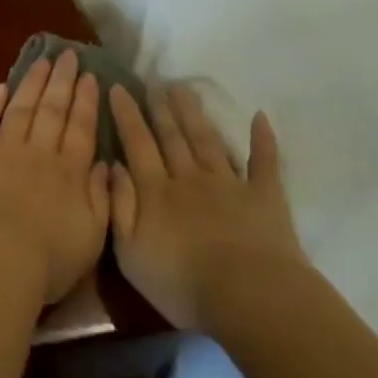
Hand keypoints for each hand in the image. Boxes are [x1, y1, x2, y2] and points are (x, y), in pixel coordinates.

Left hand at [0, 50, 111, 305]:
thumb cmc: (49, 257)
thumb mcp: (93, 236)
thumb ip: (103, 197)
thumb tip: (107, 165)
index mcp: (70, 172)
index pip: (82, 129)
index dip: (86, 102)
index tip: (90, 77)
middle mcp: (40, 152)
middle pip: (53, 110)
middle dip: (62, 81)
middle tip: (68, 55)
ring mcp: (4, 148)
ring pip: (22, 107)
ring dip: (33, 82)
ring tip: (42, 61)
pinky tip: (1, 87)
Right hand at [108, 84, 306, 332]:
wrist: (248, 297)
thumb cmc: (181, 283)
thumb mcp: (130, 252)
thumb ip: (118, 206)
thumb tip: (112, 166)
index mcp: (156, 192)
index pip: (137, 144)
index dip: (126, 115)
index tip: (117, 88)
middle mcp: (189, 178)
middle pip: (172, 136)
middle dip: (160, 107)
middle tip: (153, 81)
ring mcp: (229, 184)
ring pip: (207, 140)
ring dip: (194, 113)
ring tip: (184, 89)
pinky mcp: (264, 197)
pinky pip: (264, 162)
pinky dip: (262, 139)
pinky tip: (260, 117)